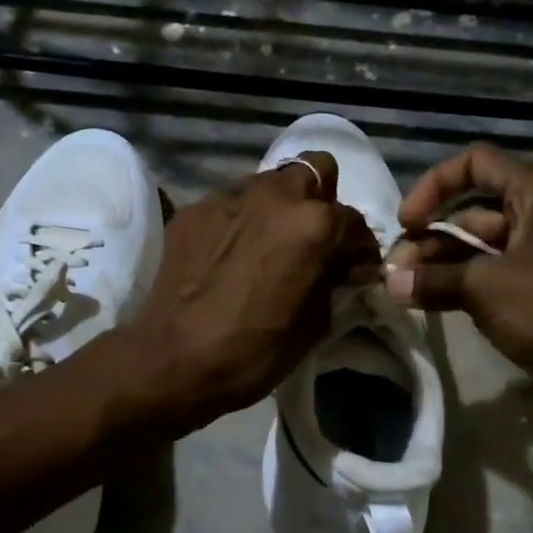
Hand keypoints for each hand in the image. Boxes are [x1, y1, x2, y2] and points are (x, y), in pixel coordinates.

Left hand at [125, 151, 380, 429]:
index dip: (359, 249)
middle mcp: (274, 195)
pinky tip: (231, 253)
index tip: (354, 269)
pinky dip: (241, 221)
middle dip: (321, 201)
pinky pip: (231, 203)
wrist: (174, 360)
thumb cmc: (255, 351)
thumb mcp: (315, 324)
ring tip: (270, 242)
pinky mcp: (194, 209)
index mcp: (313, 222)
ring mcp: (229, 196)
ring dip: (279, 206)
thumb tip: (346, 267)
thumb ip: (335, 282)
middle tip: (313, 240)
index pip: (354, 222)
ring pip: (269, 182)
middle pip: (314, 172)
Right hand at [384, 144, 532, 401]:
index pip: (478, 164)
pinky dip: (460, 285)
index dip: (435, 185)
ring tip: (403, 289)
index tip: (407, 222)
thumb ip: (433, 279)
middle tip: (396, 269)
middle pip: (474, 211)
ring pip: (479, 248)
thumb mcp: (486, 287)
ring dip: (440, 264)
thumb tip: (388, 283)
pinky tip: (427, 301)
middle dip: (430, 237)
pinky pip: (491, 276)